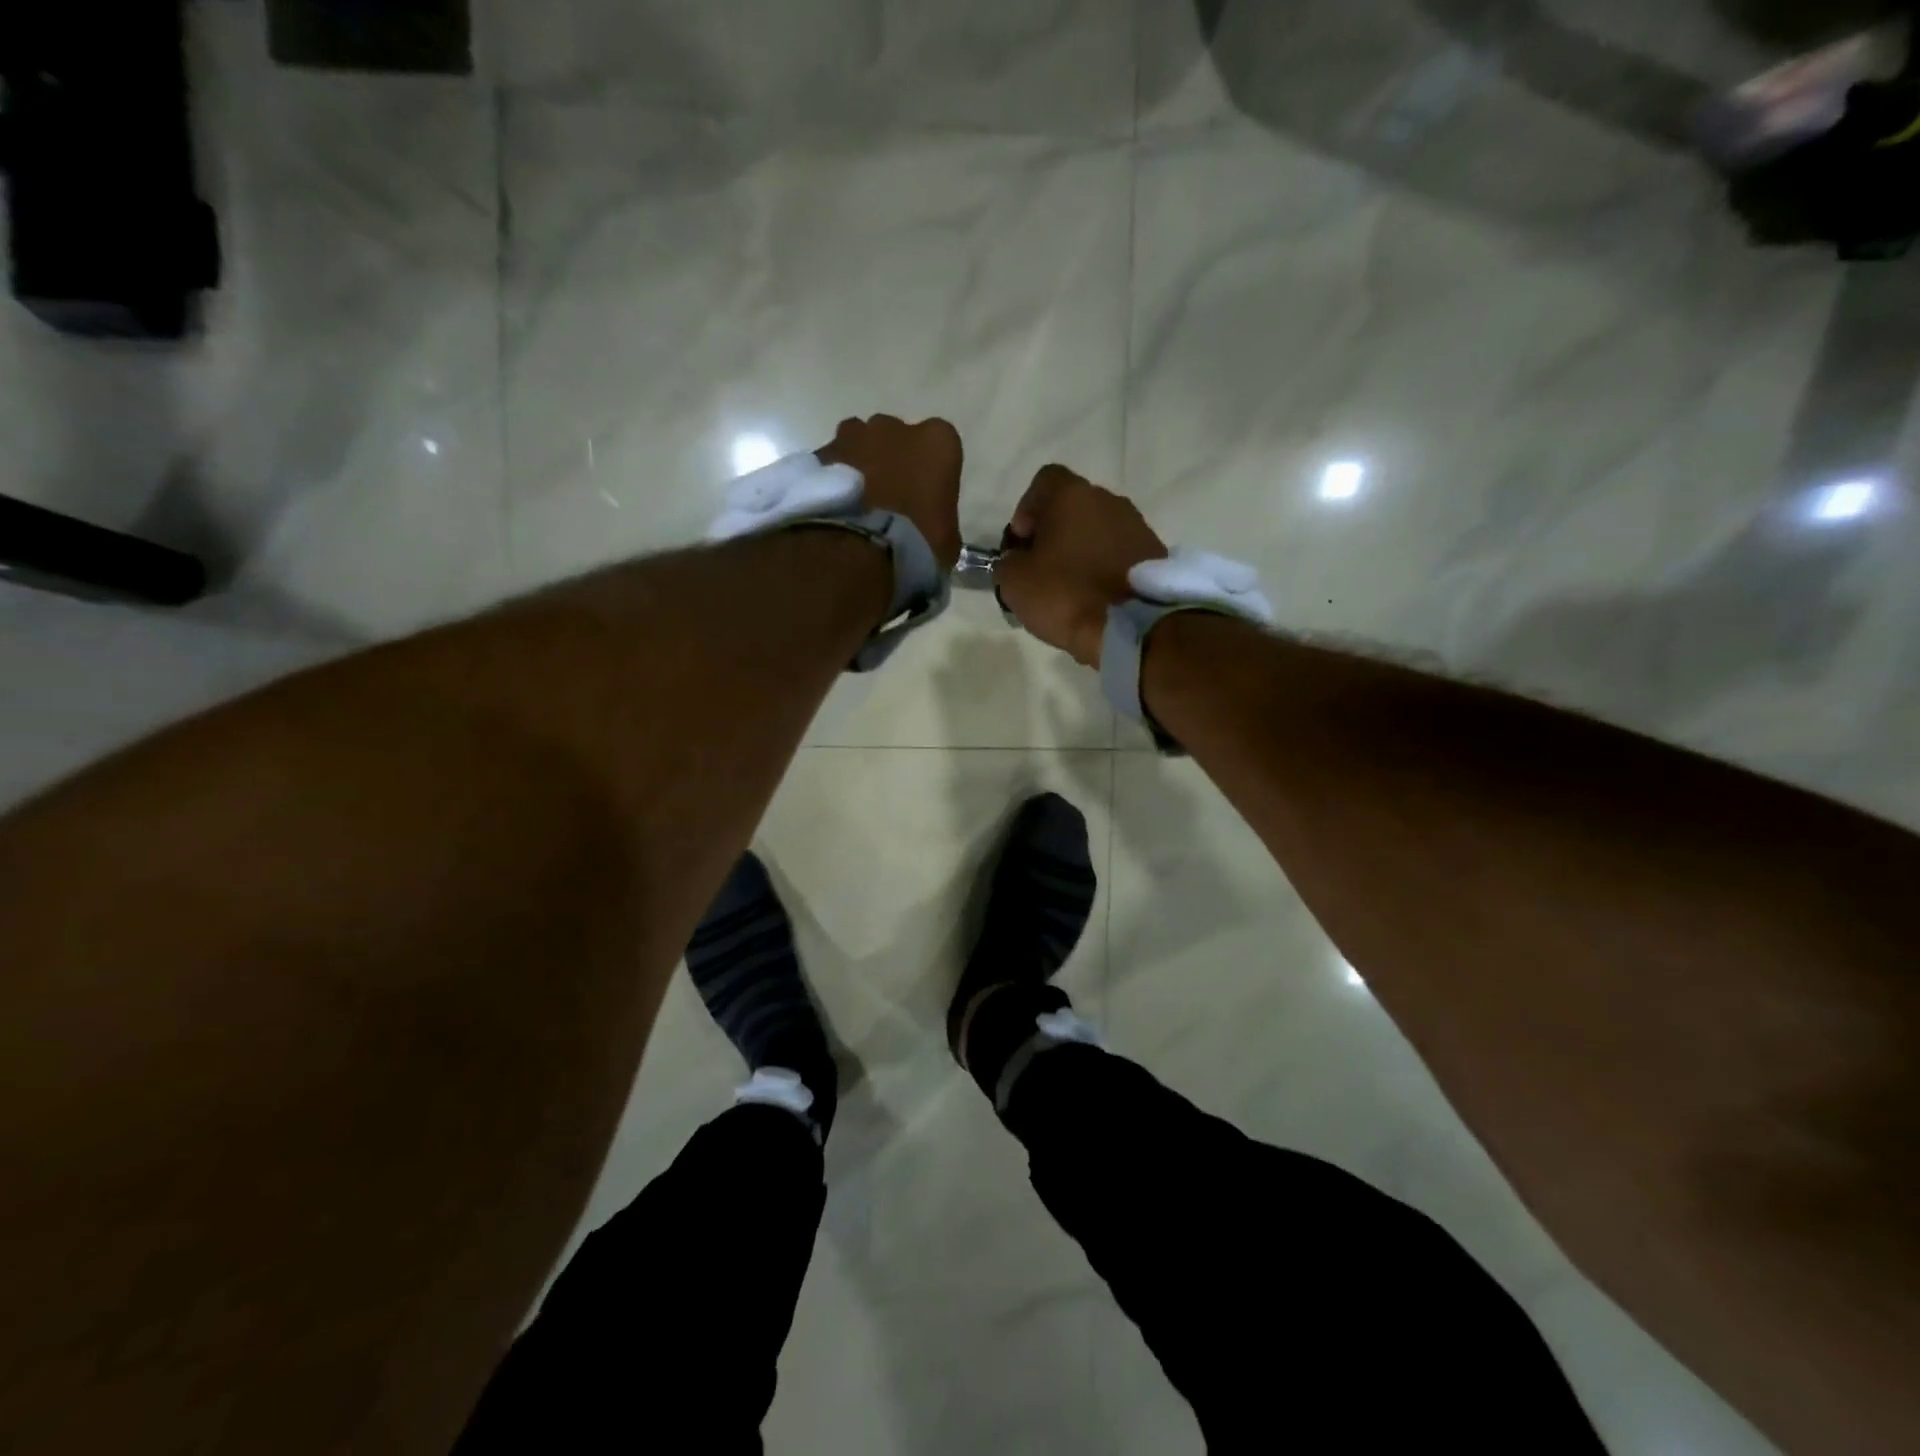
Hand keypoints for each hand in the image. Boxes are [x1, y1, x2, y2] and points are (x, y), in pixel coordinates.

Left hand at [817, 415, 963, 573]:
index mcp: (937, 441)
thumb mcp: (946, 540)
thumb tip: (931, 529)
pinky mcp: (819, 452)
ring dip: (860, 464)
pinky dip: (832, 479)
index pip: (940, 446)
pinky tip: (834, 508)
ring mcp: (853, 435)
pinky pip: (830, 462)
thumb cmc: (917, 542)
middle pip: (895, 438)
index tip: (925, 497)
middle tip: (889, 499)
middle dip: (893, 460)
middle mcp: (895, 428)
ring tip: (857, 503)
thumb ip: (940, 521)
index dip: (932, 472)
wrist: (858, 549)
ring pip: (859, 443)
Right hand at [994, 464, 1167, 667]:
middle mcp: (1107, 499)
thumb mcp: (1014, 583)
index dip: (1027, 510)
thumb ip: (1007, 563)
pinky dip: (1104, 568)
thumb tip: (1016, 562)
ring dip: (1081, 551)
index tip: (1022, 544)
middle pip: (1072, 507)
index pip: (1043, 481)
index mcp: (1071, 495)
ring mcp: (1136, 525)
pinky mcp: (1154, 553)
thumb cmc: (1067, 594)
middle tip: (1042, 569)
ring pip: (1097, 530)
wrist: (1135, 625)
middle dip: (1055, 533)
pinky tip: (1096, 598)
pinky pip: (1118, 553)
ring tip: (1070, 588)